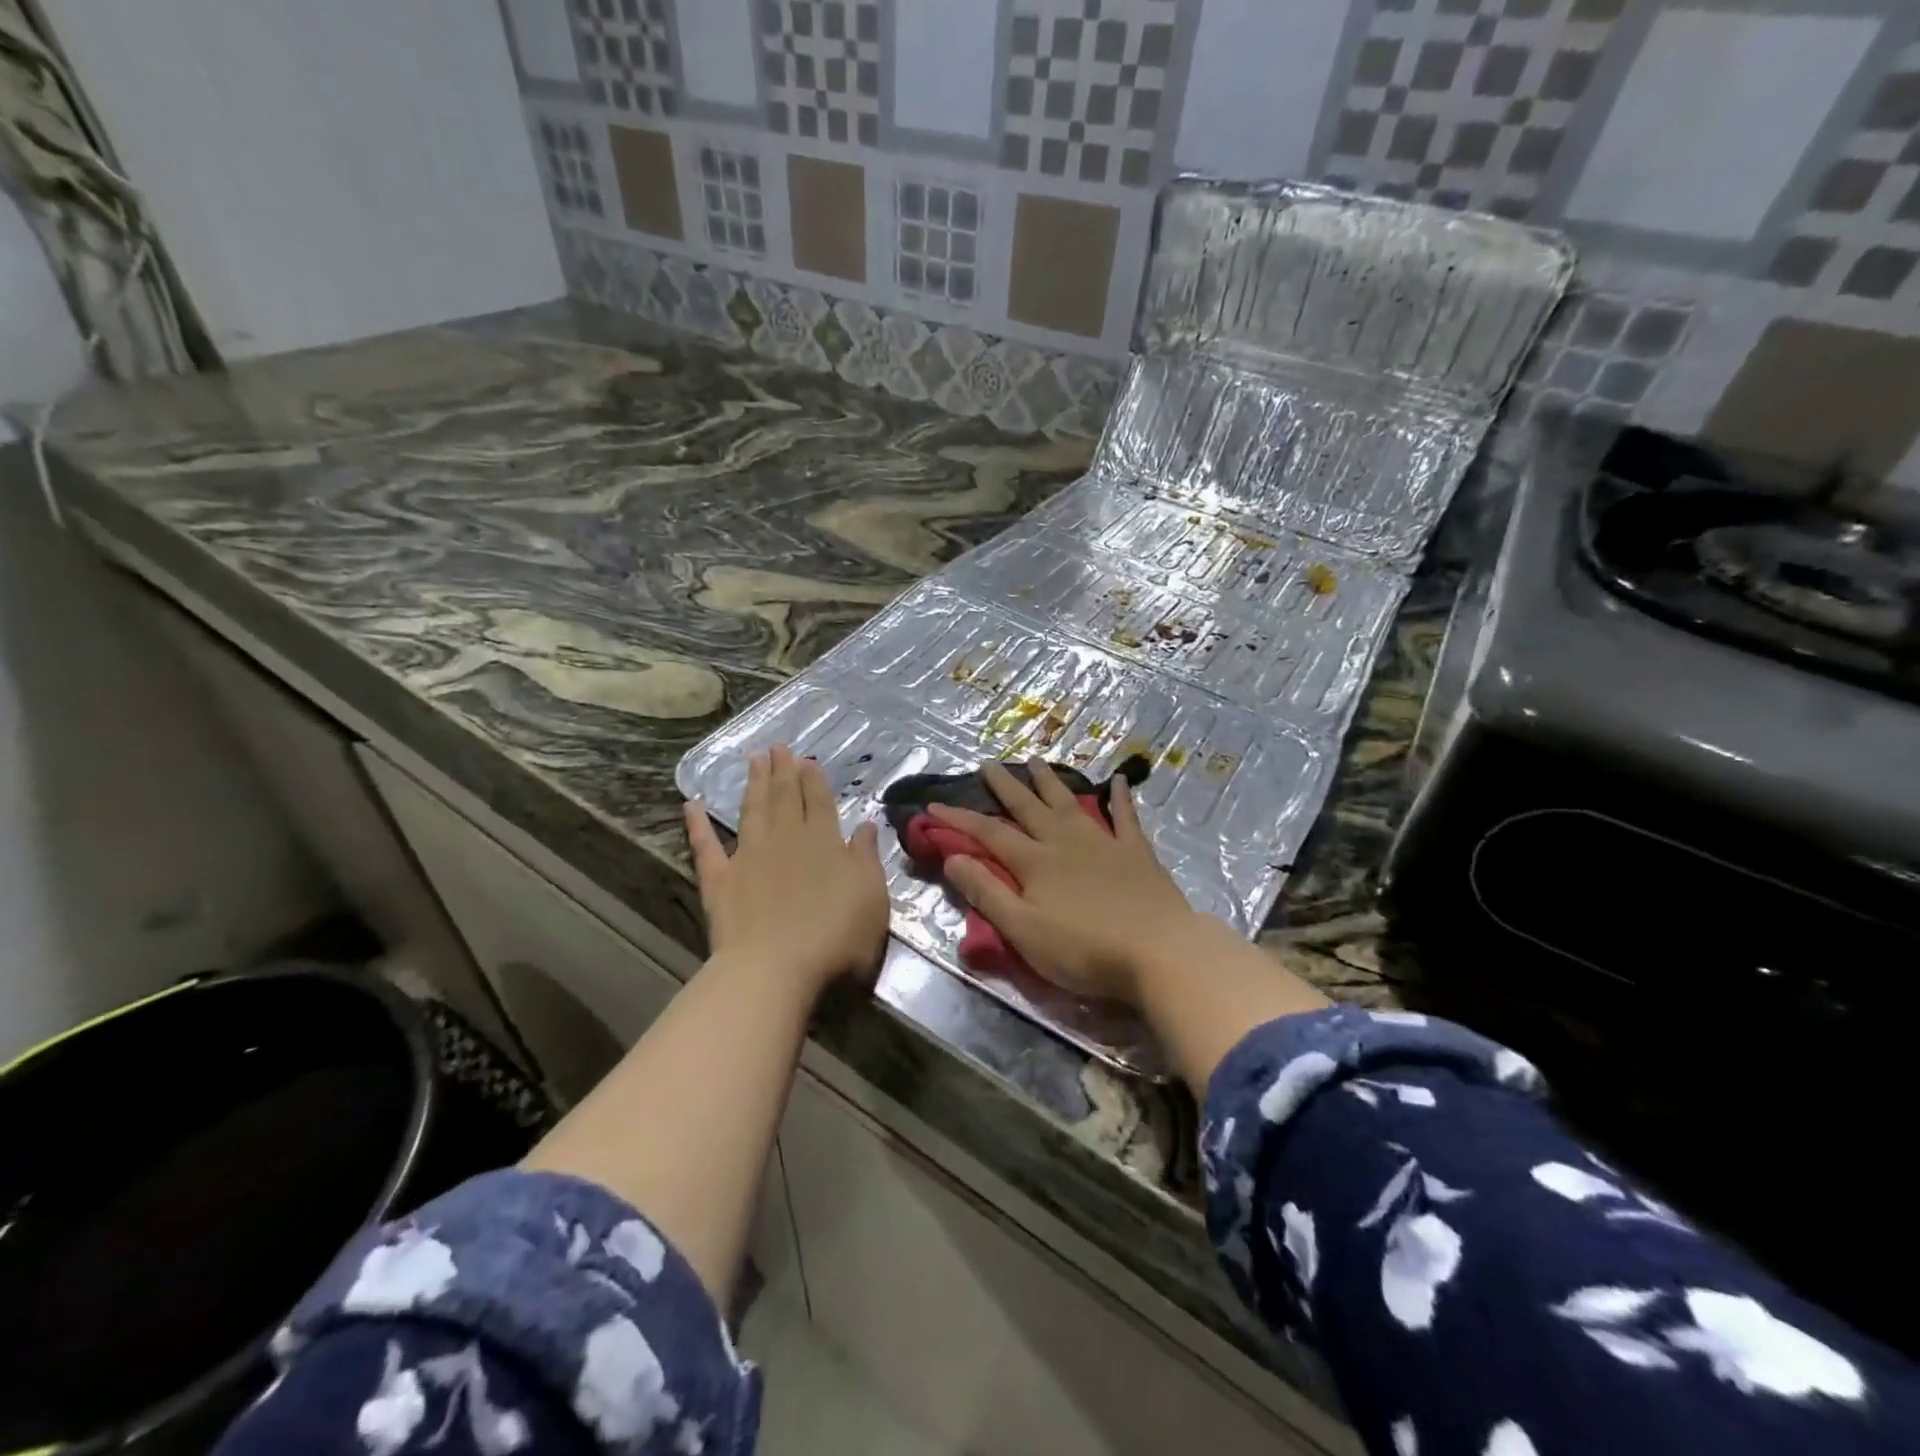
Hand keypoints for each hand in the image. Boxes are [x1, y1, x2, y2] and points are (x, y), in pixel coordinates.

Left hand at [685, 745, 889, 997]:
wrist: (776, 969)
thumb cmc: (836, 937)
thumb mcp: (872, 897)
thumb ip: (867, 858)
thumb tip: (865, 825)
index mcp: (824, 841)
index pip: (820, 802)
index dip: (813, 779)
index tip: (806, 759)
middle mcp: (786, 838)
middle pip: (785, 797)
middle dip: (783, 771)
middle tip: (777, 746)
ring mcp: (749, 856)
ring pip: (753, 810)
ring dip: (753, 784)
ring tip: (753, 759)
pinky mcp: (719, 880)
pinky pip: (705, 846)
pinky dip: (697, 825)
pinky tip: (691, 805)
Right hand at [929, 759, 1202, 1004]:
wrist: (1158, 951)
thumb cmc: (1084, 949)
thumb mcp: (1023, 930)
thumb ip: (987, 892)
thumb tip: (953, 857)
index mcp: (1034, 862)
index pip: (988, 834)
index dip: (959, 819)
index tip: (933, 805)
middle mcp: (1064, 842)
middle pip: (1028, 807)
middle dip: (1005, 786)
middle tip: (988, 763)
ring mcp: (1103, 842)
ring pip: (1069, 803)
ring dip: (1050, 782)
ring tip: (1036, 761)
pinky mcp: (1136, 852)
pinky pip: (1125, 817)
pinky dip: (1120, 797)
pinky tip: (1118, 779)